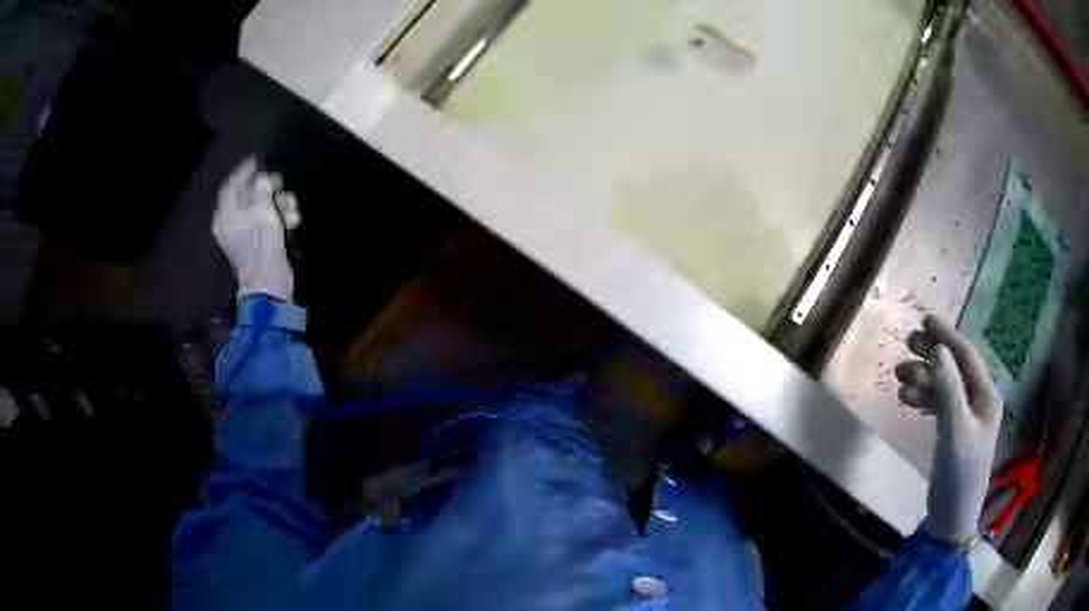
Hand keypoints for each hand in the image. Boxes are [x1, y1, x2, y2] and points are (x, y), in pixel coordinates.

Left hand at [213, 157, 295, 301]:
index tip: (258, 160)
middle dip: (267, 188)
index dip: (244, 172)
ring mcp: (245, 235)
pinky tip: (294, 219)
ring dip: (279, 203)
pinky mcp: (259, 244)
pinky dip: (280, 218)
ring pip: (262, 209)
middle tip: (280, 181)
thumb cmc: (261, 244)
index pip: (231, 186)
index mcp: (226, 215)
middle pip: (248, 196)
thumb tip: (263, 179)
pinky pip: (268, 223)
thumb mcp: (262, 210)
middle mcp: (232, 223)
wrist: (269, 282)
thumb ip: (261, 189)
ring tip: (293, 205)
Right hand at [896, 315, 1002, 544]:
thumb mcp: (955, 431)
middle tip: (907, 342)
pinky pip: (938, 405)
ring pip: (943, 386)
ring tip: (899, 376)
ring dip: (923, 378)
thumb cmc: (959, 474)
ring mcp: (965, 416)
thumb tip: (938, 349)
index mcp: (986, 396)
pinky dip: (923, 398)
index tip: (925, 319)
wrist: (951, 518)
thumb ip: (948, 389)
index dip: (947, 336)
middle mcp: (978, 400)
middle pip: (954, 368)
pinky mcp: (953, 431)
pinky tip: (907, 398)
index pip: (967, 356)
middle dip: (932, 354)